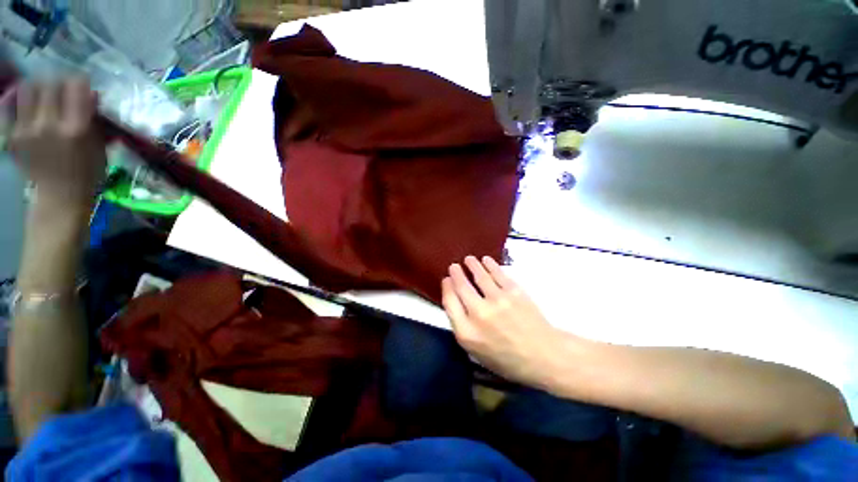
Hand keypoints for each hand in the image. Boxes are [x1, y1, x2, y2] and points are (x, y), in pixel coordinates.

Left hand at [2, 78, 105, 207]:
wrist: (60, 196)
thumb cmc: (87, 172)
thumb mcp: (99, 146)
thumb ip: (93, 119)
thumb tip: (90, 94)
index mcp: (76, 128)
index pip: (75, 84)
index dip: (79, 81)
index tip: (82, 85)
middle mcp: (49, 124)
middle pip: (49, 83)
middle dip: (57, 82)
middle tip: (62, 89)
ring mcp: (27, 129)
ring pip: (28, 89)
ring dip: (37, 88)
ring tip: (43, 95)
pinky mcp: (14, 135)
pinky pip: (13, 106)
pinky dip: (20, 100)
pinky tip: (27, 104)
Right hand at [442, 256, 574, 389]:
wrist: (544, 356)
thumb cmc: (507, 359)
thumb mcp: (477, 353)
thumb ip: (463, 327)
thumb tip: (456, 301)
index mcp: (467, 332)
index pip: (449, 302)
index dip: (447, 287)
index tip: (446, 280)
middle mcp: (479, 313)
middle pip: (461, 286)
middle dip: (456, 273)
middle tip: (454, 266)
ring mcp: (498, 300)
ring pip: (479, 275)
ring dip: (472, 264)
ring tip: (469, 259)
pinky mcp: (514, 292)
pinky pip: (498, 273)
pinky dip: (490, 264)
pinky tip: (486, 260)